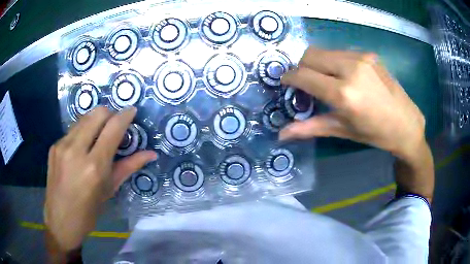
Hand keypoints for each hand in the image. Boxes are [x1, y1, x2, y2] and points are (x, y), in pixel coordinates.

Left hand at [44, 107, 157, 250]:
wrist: (60, 219)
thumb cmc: (89, 211)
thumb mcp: (109, 190)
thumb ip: (129, 167)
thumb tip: (151, 154)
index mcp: (94, 166)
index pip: (113, 128)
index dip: (125, 116)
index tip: (132, 111)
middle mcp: (76, 150)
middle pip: (98, 113)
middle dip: (110, 114)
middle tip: (114, 126)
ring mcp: (62, 145)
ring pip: (84, 118)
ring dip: (95, 121)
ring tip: (98, 136)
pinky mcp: (54, 146)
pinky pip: (72, 129)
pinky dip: (82, 132)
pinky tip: (82, 147)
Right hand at [280, 47, 425, 159]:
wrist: (407, 123)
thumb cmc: (376, 133)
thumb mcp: (344, 130)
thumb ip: (311, 127)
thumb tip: (282, 134)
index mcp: (344, 93)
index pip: (304, 75)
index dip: (289, 78)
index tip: (286, 84)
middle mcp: (351, 68)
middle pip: (310, 55)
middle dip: (302, 68)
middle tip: (306, 83)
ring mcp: (361, 57)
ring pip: (325, 51)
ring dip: (318, 63)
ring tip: (325, 80)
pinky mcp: (369, 54)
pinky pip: (340, 52)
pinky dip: (333, 61)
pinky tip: (343, 76)